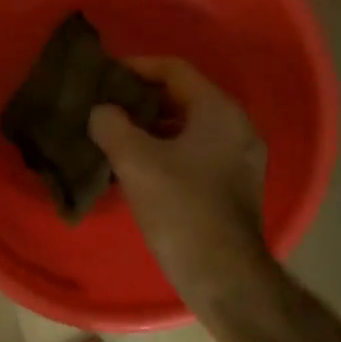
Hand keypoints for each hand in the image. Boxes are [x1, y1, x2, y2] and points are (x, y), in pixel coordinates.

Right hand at [88, 58, 272, 307]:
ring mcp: (239, 159)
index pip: (174, 70)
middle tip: (104, 107)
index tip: (103, 75)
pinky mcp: (233, 187)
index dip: (136, 67)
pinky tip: (136, 168)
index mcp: (219, 111)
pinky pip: (195, 155)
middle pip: (183, 98)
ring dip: (151, 130)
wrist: (223, 274)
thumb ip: (112, 126)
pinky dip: (166, 153)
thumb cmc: (181, 209)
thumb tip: (101, 112)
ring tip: (113, 137)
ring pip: (188, 130)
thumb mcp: (136, 161)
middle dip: (141, 101)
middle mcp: (237, 127)